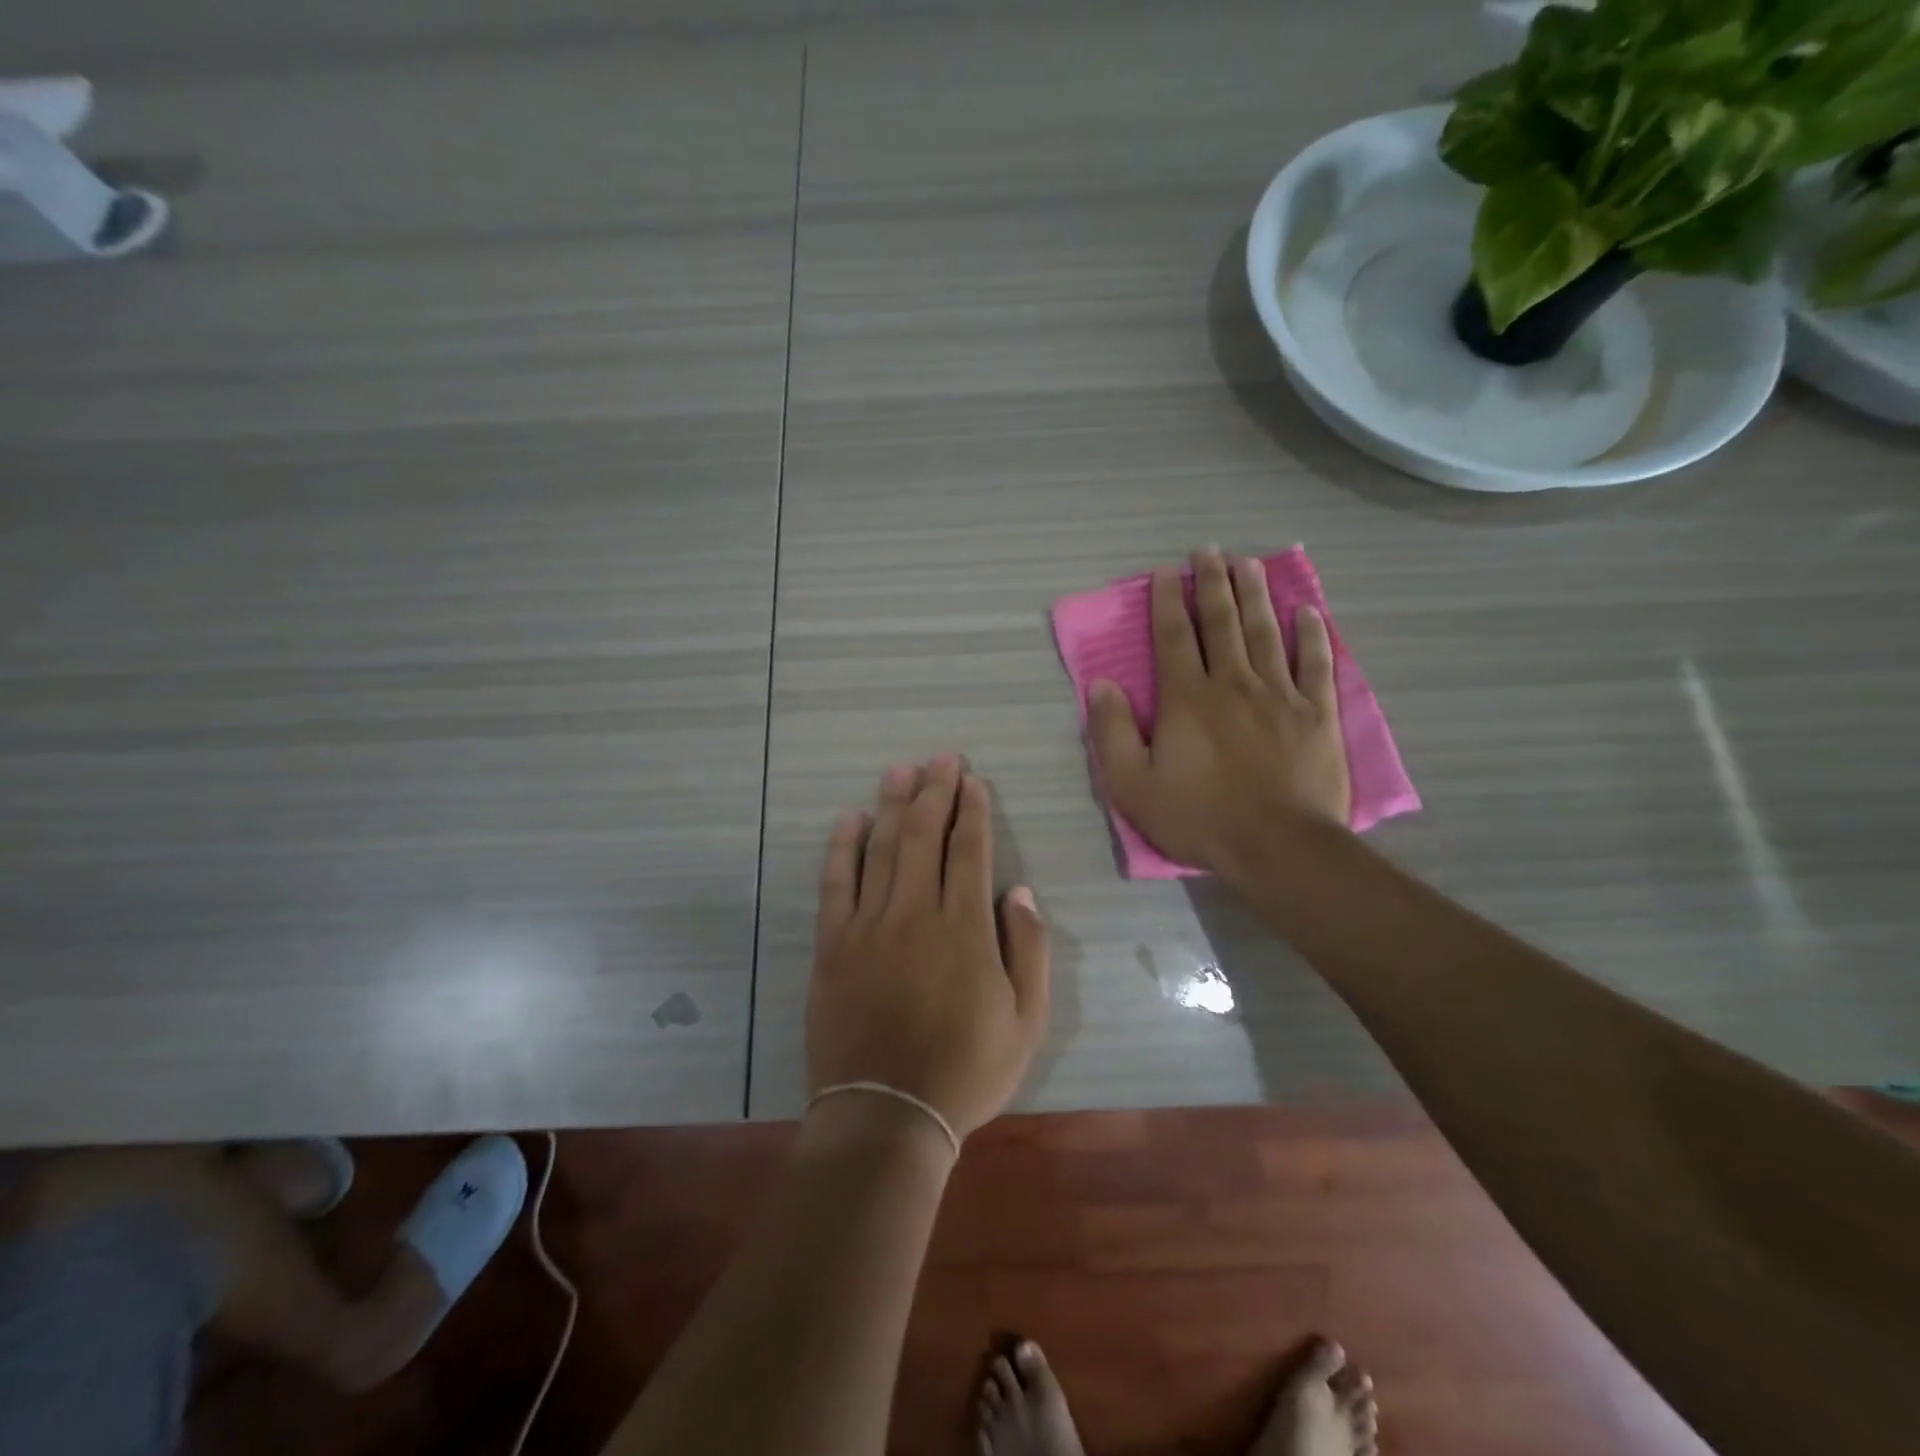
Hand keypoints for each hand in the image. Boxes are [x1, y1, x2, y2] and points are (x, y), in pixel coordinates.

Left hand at [806, 756, 1051, 1141]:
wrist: (886, 1113)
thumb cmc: (966, 1070)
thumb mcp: (1027, 1021)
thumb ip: (1030, 951)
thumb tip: (1019, 891)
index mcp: (965, 929)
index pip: (969, 851)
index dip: (972, 810)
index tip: (972, 781)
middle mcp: (915, 914)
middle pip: (923, 836)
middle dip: (934, 792)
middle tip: (941, 759)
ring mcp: (868, 926)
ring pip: (880, 849)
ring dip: (891, 805)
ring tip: (900, 771)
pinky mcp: (832, 944)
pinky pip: (835, 883)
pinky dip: (842, 847)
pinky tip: (849, 819)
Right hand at [1088, 549, 1350, 880]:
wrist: (1278, 848)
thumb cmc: (1199, 818)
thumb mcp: (1132, 786)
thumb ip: (1111, 733)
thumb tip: (1102, 685)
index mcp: (1186, 698)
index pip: (1172, 638)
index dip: (1166, 602)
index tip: (1165, 573)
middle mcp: (1232, 683)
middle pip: (1221, 623)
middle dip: (1212, 584)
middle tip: (1209, 552)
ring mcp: (1280, 695)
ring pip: (1265, 632)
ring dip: (1255, 595)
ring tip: (1249, 564)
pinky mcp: (1317, 714)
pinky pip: (1316, 664)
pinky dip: (1312, 636)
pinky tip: (1307, 612)